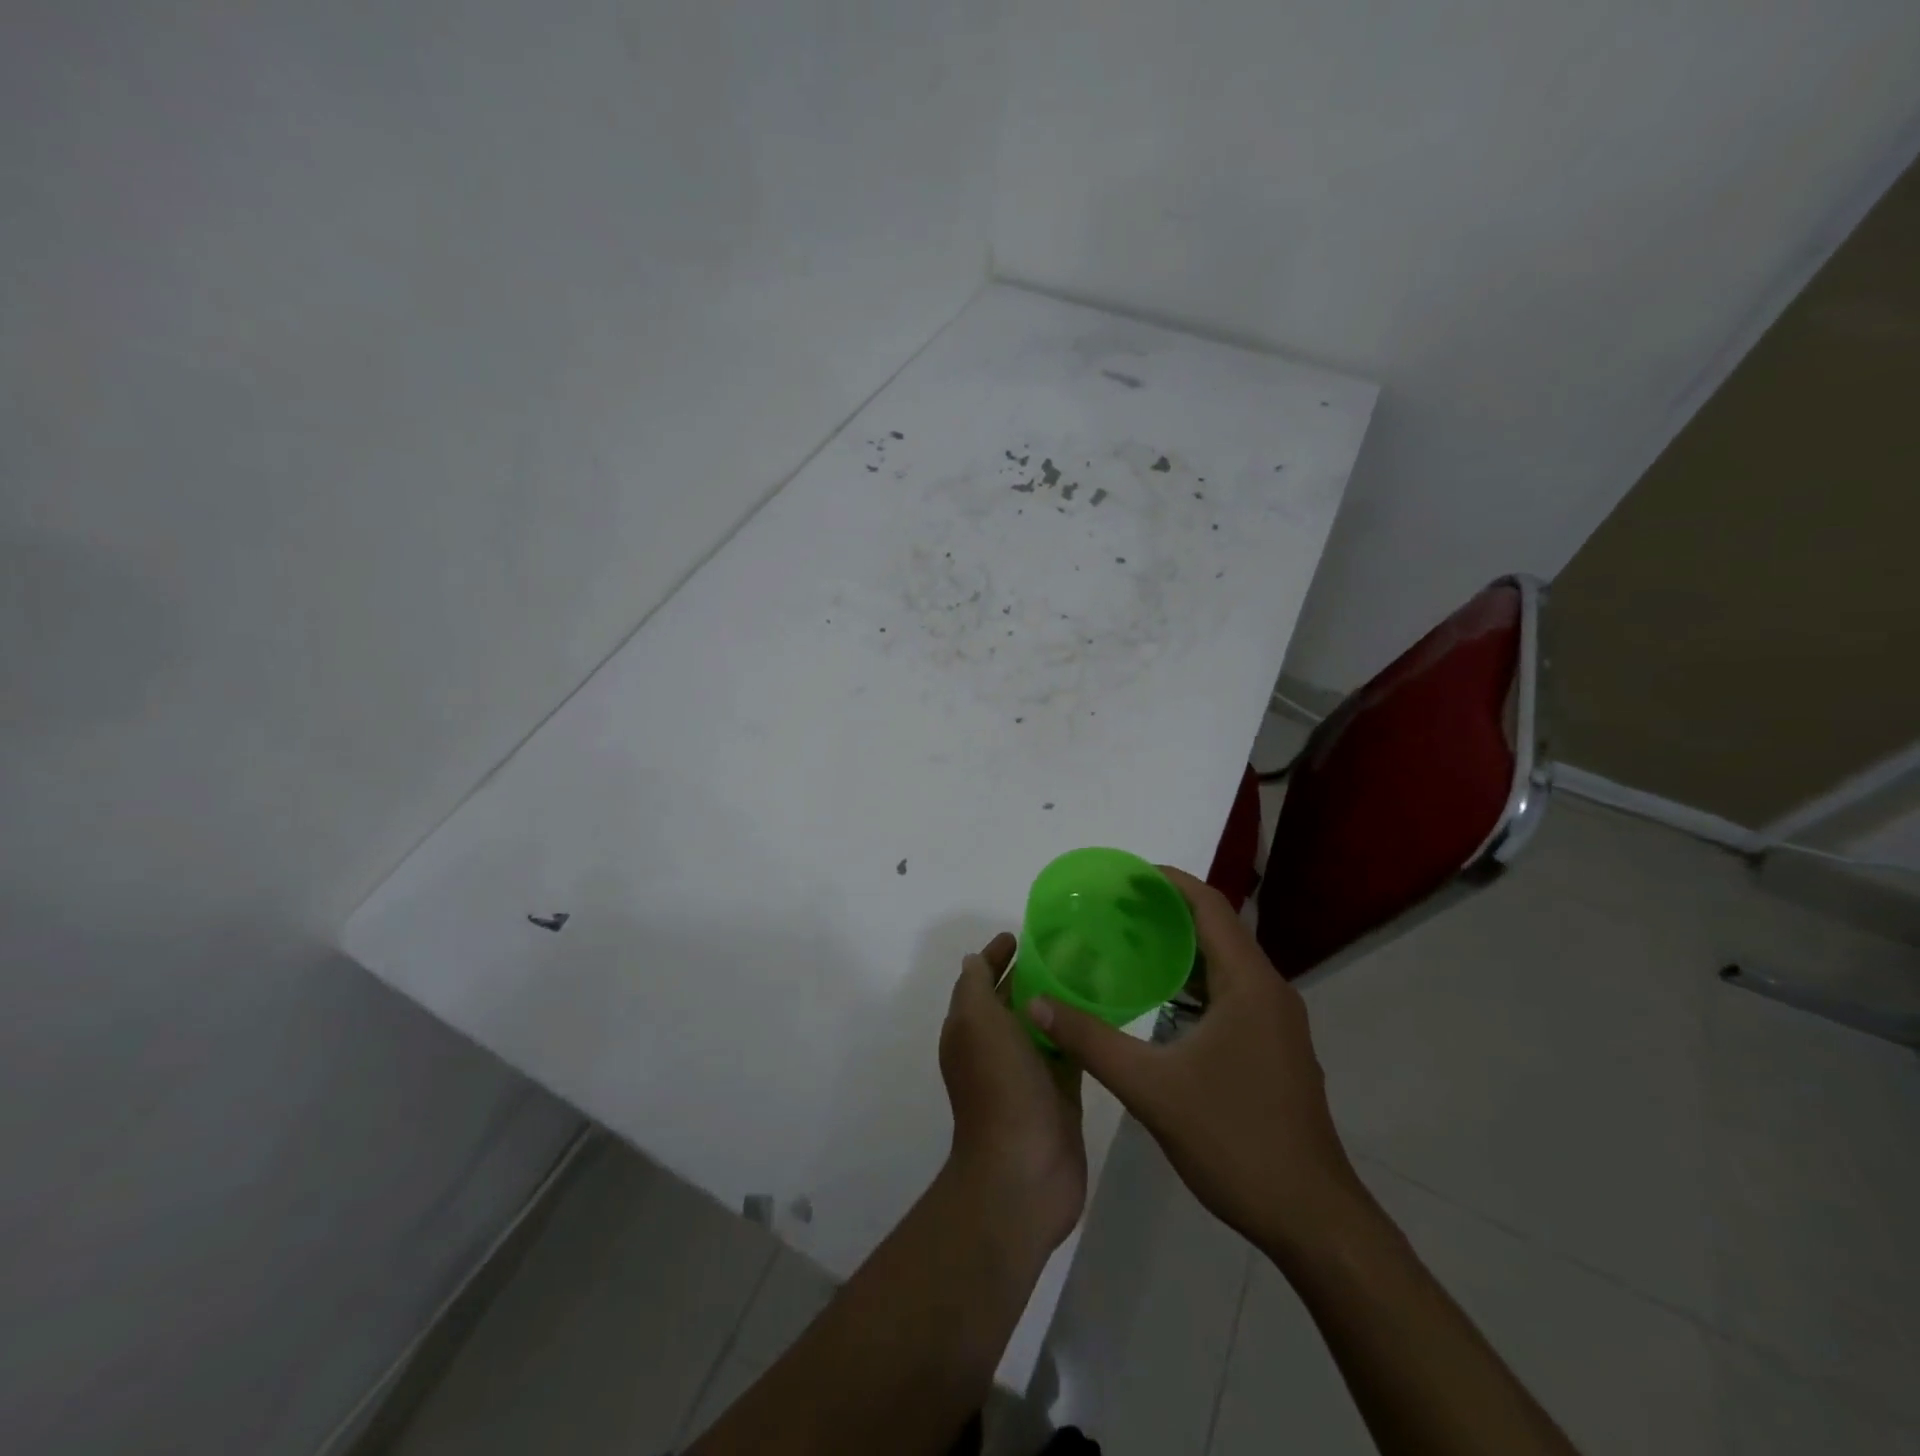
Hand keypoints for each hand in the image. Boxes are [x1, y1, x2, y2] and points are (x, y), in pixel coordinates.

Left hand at [939, 932, 1087, 1255]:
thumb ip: (975, 985)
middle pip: (1013, 998)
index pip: (981, 979)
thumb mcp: (977, 1021)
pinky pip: (1069, 1051)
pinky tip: (1104, 1012)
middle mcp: (995, 1047)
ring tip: (1092, 970)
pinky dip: (1079, 1032)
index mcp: (970, 1028)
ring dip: (1059, 1000)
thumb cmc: (998, 1085)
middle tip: (1068, 946)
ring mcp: (1028, 1072)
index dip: (995, 955)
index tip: (1021, 934)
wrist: (1023, 1170)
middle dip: (1032, 973)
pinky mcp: (1060, 1093)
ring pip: (1043, 1024)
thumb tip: (974, 960)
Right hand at [1027, 867, 1363, 1260]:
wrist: (1311, 1219)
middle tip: (1113, 908)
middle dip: (1167, 913)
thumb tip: (1038, 1004)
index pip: (1210, 907)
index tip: (1125, 875)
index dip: (1169, 883)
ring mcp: (1276, 1022)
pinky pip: (1231, 993)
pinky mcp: (1273, 1047)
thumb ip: (1090, 1040)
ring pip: (1225, 965)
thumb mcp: (1150, 1088)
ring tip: (1128, 944)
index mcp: (1248, 984)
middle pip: (1217, 930)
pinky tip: (1159, 999)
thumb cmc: (1234, 1140)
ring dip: (1181, 949)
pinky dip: (1194, 983)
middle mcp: (1269, 991)